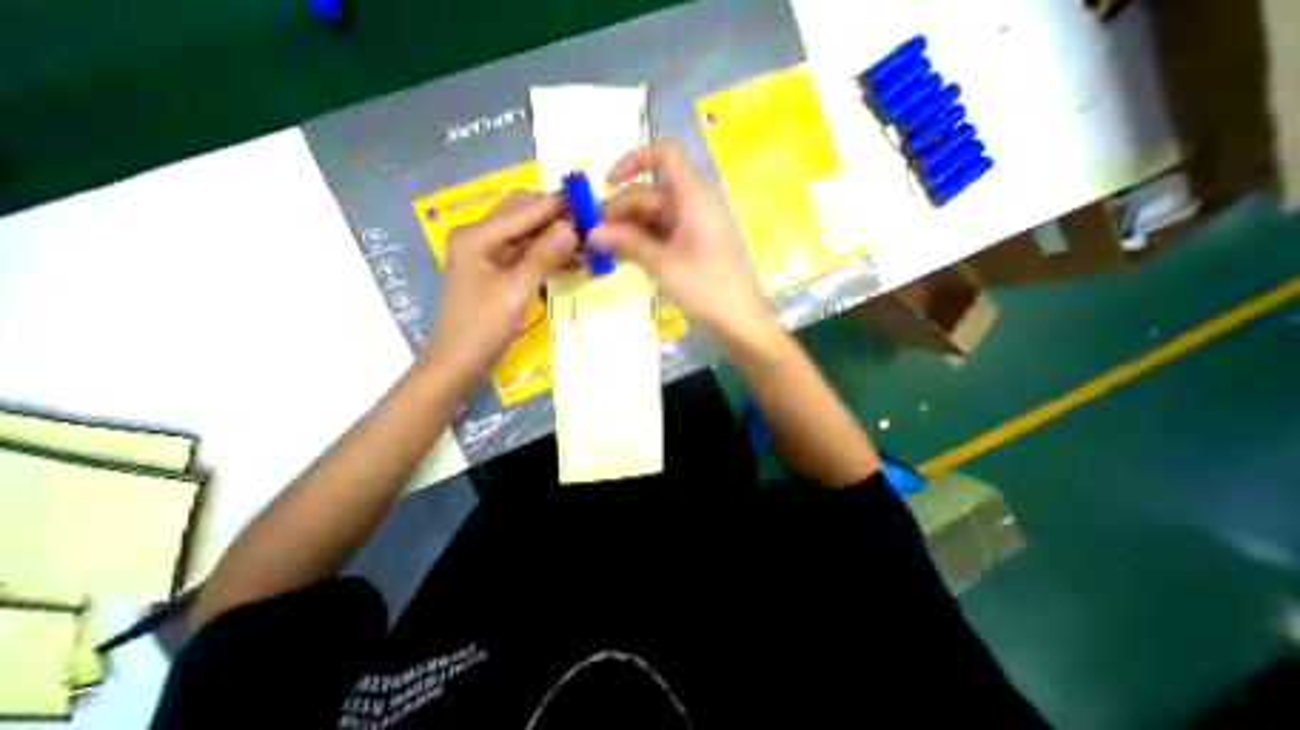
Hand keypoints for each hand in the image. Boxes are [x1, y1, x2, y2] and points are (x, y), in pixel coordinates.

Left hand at [430, 190, 575, 377]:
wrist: (459, 360)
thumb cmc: (483, 327)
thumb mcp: (516, 292)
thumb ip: (544, 257)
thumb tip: (573, 228)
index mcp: (476, 235)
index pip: (523, 209)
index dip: (557, 206)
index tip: (591, 207)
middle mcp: (479, 235)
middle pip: (523, 214)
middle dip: (557, 218)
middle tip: (591, 228)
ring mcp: (487, 252)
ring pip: (528, 234)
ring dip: (555, 238)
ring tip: (588, 245)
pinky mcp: (497, 268)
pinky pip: (526, 253)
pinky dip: (548, 255)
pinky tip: (572, 261)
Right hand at [594, 143, 781, 346]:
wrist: (739, 321)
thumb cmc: (707, 290)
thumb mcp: (664, 265)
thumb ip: (628, 244)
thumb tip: (591, 232)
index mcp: (693, 199)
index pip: (665, 156)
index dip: (634, 160)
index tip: (607, 184)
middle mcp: (691, 207)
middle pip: (648, 195)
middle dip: (618, 212)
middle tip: (589, 237)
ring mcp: (689, 229)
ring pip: (650, 219)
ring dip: (624, 232)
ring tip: (598, 252)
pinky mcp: (687, 248)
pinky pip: (658, 237)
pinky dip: (638, 245)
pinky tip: (618, 259)